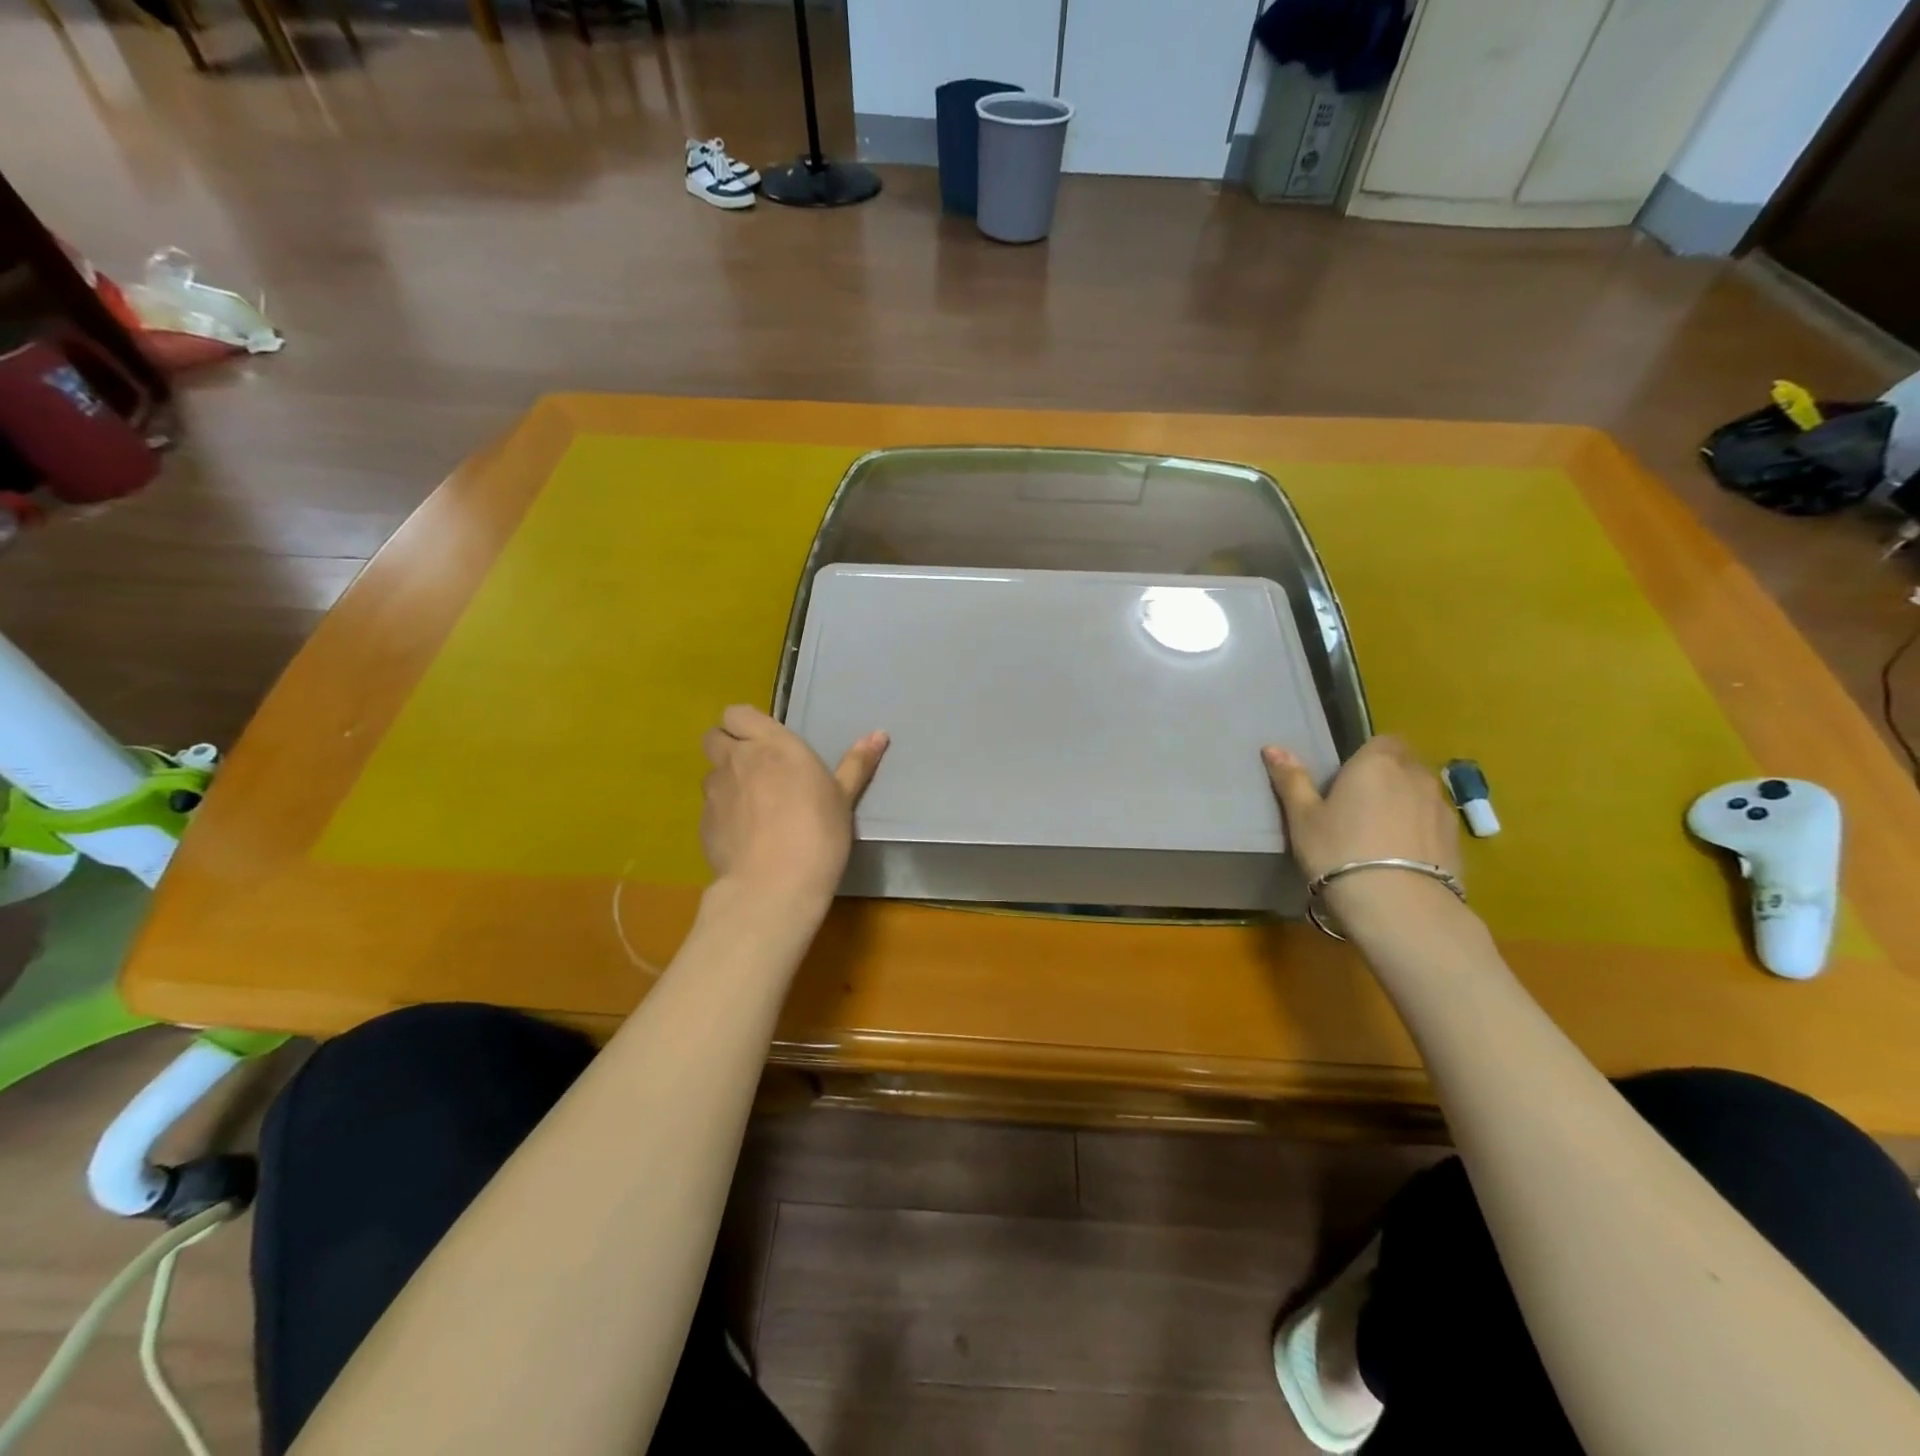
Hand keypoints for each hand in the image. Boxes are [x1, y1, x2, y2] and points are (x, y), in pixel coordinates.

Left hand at [700, 705, 887, 907]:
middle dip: (728, 746)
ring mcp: (715, 793)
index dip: (746, 724)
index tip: (766, 742)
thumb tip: (879, 734)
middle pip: (714, 736)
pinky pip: (710, 808)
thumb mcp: (843, 798)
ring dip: (727, 781)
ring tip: (752, 807)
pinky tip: (745, 836)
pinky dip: (723, 814)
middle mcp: (736, 760)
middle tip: (756, 768)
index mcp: (771, 745)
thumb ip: (856, 764)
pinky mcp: (703, 825)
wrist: (774, 885)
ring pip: (711, 773)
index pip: (737, 713)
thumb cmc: (818, 832)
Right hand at [1262, 736, 1462, 932]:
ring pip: (1422, 794)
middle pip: (1405, 764)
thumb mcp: (1303, 817)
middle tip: (1359, 806)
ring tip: (1381, 835)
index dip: (1367, 756)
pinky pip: (1434, 823)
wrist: (1398, 906)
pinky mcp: (1457, 840)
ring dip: (1406, 803)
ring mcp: (1442, 807)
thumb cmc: (1338, 851)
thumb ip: (1292, 780)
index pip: (1383, 740)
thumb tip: (1272, 747)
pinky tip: (1401, 858)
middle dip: (1388, 777)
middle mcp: (1416, 775)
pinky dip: (1421, 831)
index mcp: (1377, 762)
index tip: (1347, 780)